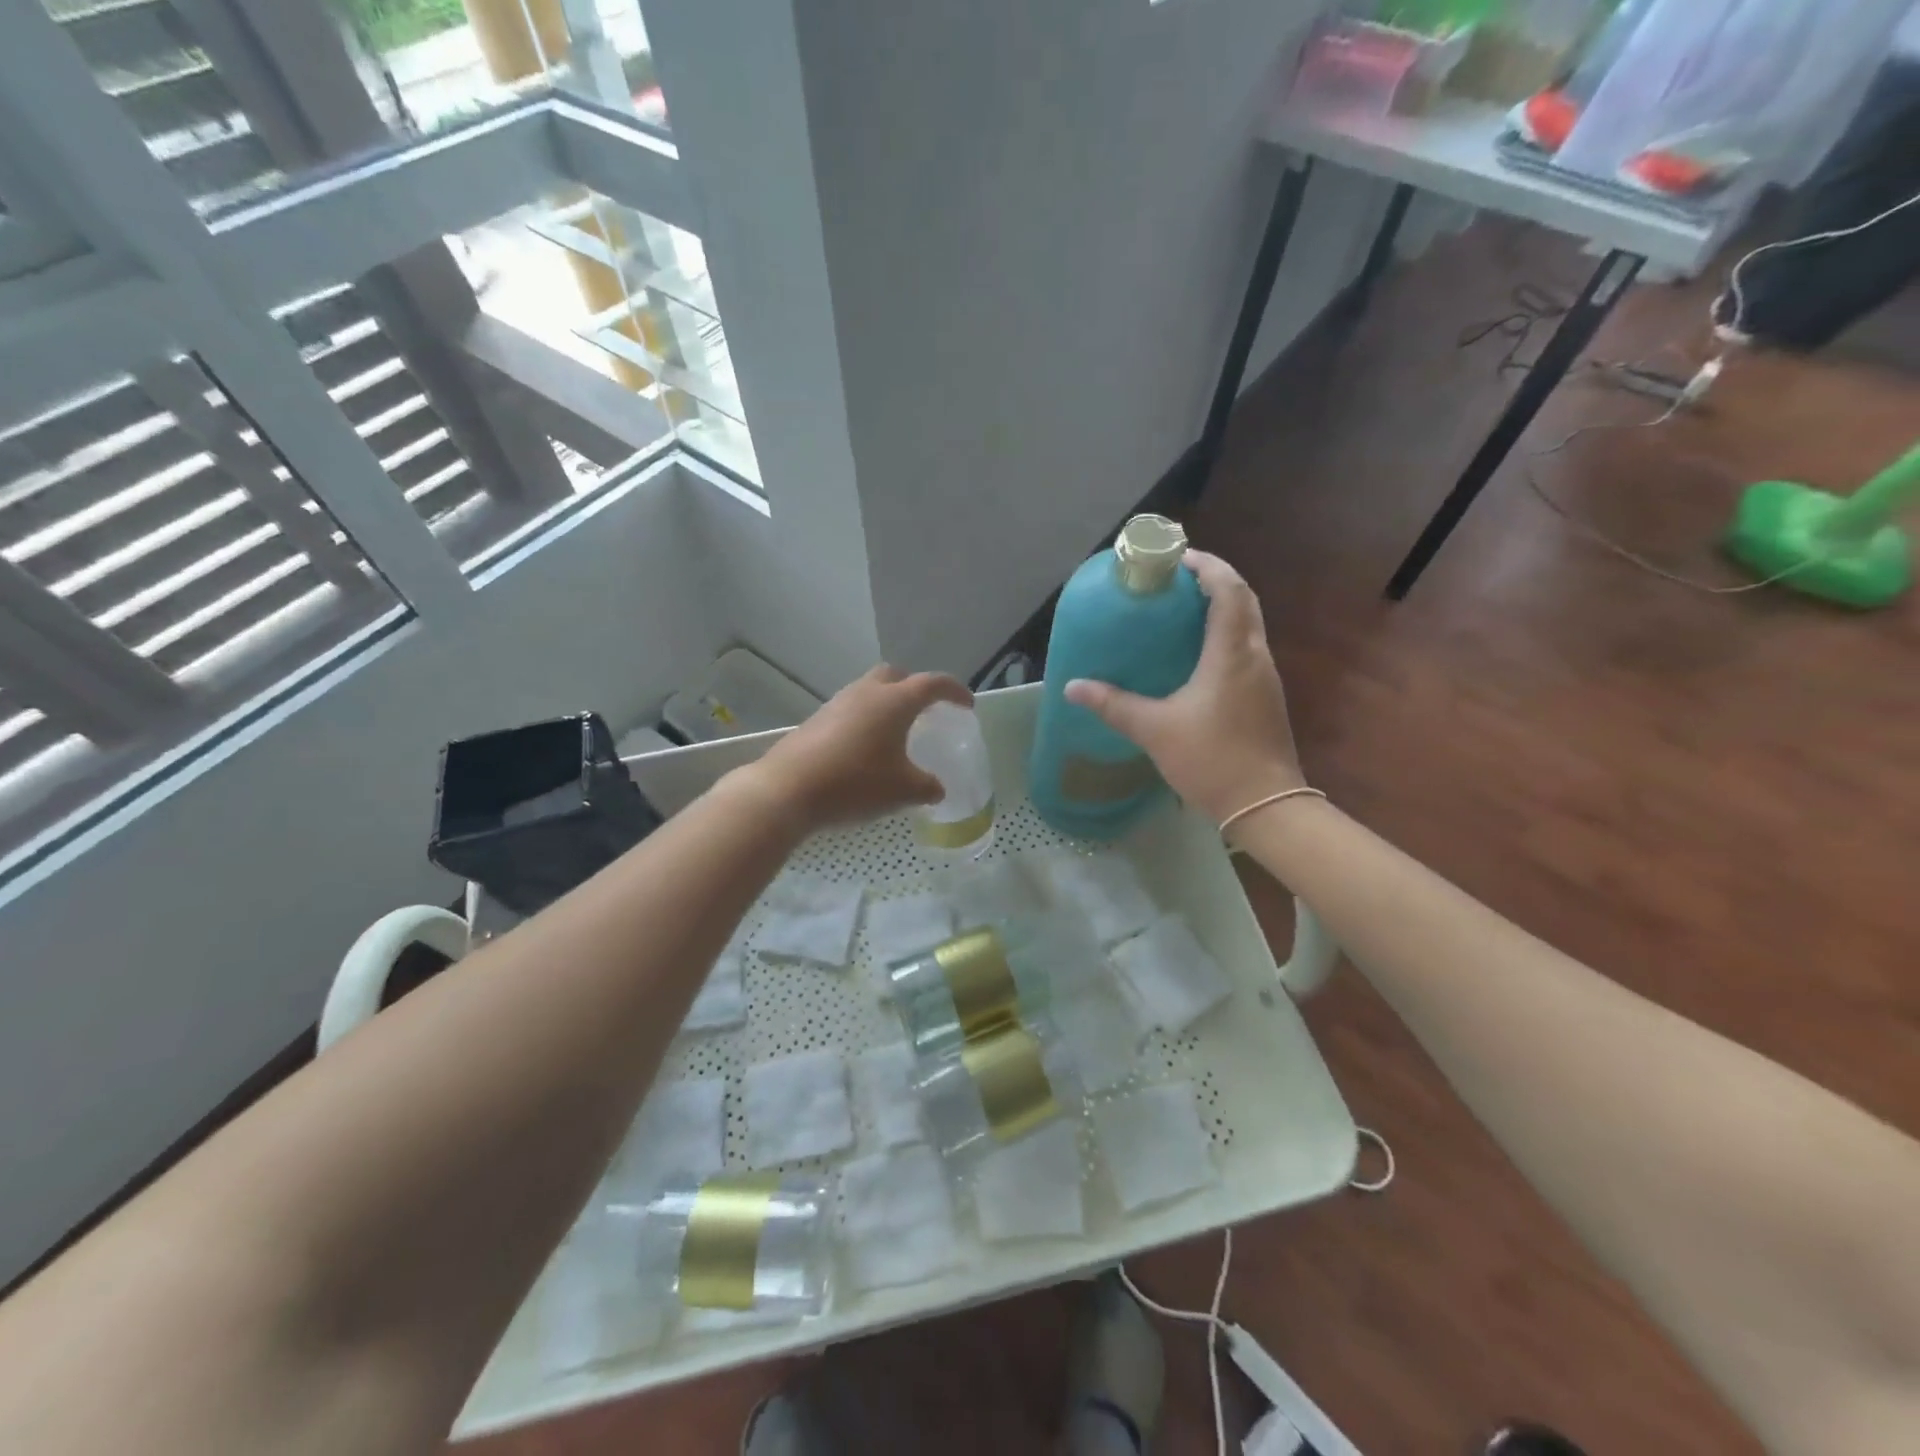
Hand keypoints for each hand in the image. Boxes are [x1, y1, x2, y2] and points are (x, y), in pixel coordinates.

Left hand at [750, 665, 972, 830]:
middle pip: (896, 676)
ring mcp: (837, 704)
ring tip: (895, 734)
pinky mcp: (816, 721)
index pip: (933, 684)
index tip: (967, 705)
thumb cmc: (856, 783)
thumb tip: (936, 789)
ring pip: (869, 692)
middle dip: (914, 688)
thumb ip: (927, 787)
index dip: (954, 692)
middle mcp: (867, 693)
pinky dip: (865, 721)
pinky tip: (865, 750)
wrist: (788, 790)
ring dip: (886, 705)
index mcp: (895, 701)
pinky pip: (850, 711)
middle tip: (926, 712)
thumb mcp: (902, 791)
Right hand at [1064, 550, 1303, 824]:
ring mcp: (1265, 677)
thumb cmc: (1211, 760)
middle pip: (1243, 600)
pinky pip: (1246, 649)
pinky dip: (1225, 635)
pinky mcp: (1265, 697)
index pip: (1227, 590)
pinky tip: (1196, 655)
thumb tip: (1072, 687)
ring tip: (1180, 612)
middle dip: (1213, 581)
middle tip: (1174, 582)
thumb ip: (1113, 705)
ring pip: (1248, 625)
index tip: (1176, 559)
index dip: (1206, 566)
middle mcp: (1255, 656)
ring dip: (1221, 608)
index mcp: (1231, 653)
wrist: (1265, 806)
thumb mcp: (1154, 730)